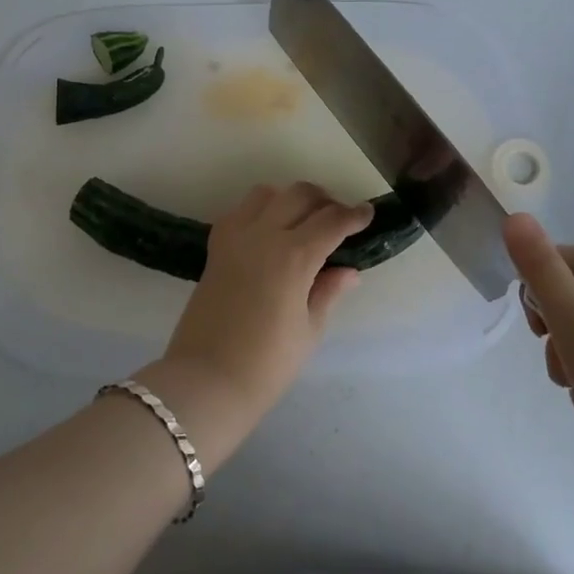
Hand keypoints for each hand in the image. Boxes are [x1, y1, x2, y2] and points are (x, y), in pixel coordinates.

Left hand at [145, 183, 373, 459]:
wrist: (206, 380)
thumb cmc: (267, 364)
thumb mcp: (309, 330)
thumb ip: (328, 291)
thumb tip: (348, 270)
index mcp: (294, 256)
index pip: (332, 221)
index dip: (354, 215)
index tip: (368, 213)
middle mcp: (264, 235)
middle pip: (300, 195)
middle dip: (325, 201)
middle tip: (338, 220)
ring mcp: (235, 237)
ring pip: (267, 193)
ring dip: (289, 199)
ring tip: (302, 222)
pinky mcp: (215, 247)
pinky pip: (240, 211)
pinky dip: (259, 211)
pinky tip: (268, 234)